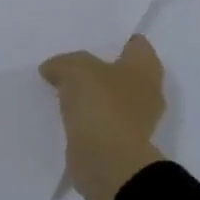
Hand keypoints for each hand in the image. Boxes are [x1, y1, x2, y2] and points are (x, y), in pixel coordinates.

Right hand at [40, 34, 167, 199]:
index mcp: (146, 68)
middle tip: (70, 60)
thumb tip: (52, 69)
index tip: (90, 36)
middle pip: (121, 71)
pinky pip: (99, 121)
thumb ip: (63, 63)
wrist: (107, 163)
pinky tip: (62, 112)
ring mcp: (135, 121)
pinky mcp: (118, 143)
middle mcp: (147, 93)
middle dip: (99, 67)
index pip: (136, 44)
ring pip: (109, 97)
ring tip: (60, 85)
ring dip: (90, 95)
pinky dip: (85, 118)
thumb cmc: (102, 104)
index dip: (115, 38)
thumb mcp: (75, 68)